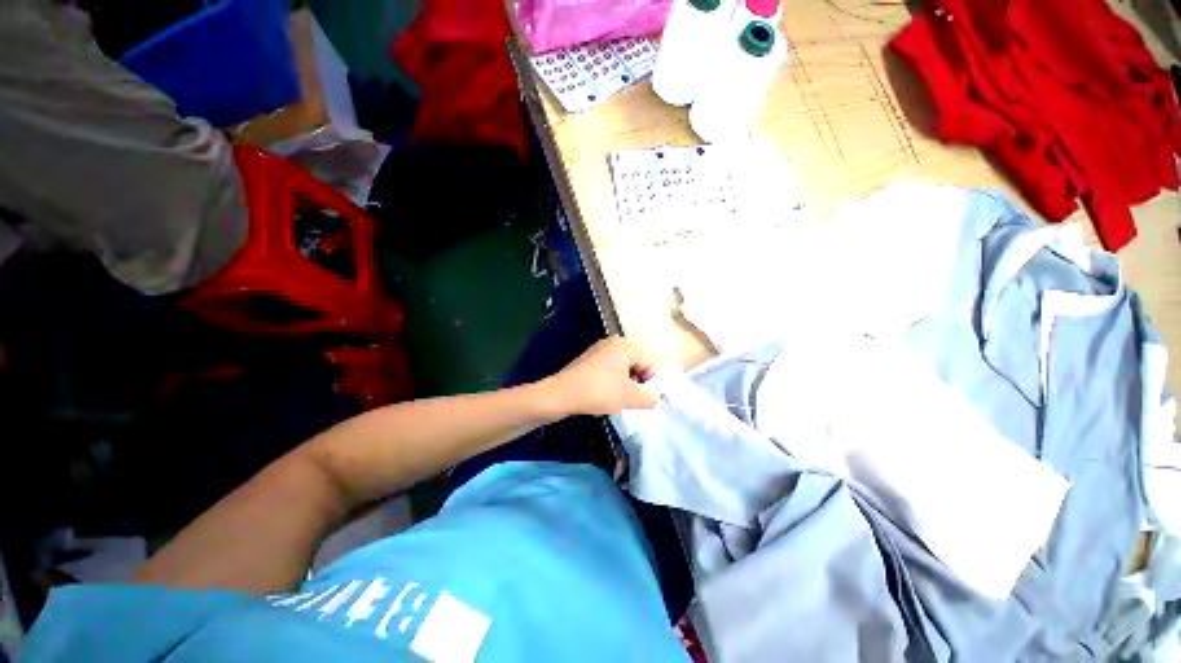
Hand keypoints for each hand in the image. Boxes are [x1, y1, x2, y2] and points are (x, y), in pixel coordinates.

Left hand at [544, 337, 659, 416]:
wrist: (561, 395)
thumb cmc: (599, 392)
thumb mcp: (630, 397)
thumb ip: (649, 398)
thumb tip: (654, 397)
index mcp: (624, 345)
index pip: (650, 361)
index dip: (650, 381)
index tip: (641, 398)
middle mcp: (611, 343)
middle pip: (636, 364)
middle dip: (636, 383)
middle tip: (629, 399)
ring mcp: (597, 352)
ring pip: (622, 370)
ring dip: (624, 385)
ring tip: (616, 400)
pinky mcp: (587, 362)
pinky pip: (608, 372)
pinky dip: (610, 384)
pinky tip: (603, 396)